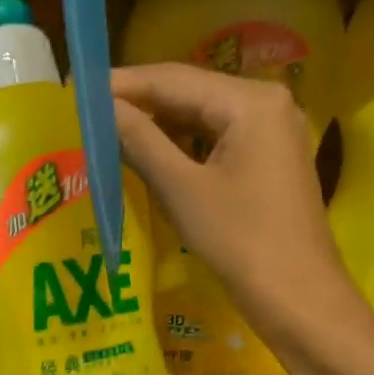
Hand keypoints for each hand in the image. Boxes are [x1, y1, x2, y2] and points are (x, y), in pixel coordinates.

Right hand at [114, 62, 355, 351]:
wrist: (297, 296)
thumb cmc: (239, 241)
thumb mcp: (181, 188)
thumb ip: (140, 140)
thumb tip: (102, 108)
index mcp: (250, 100)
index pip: (173, 78)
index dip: (122, 83)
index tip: (77, 88)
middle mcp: (267, 101)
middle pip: (190, 91)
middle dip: (139, 101)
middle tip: (87, 110)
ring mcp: (273, 128)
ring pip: (202, 114)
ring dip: (157, 122)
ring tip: (108, 128)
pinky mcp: (270, 155)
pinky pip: (217, 136)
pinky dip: (182, 142)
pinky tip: (148, 149)